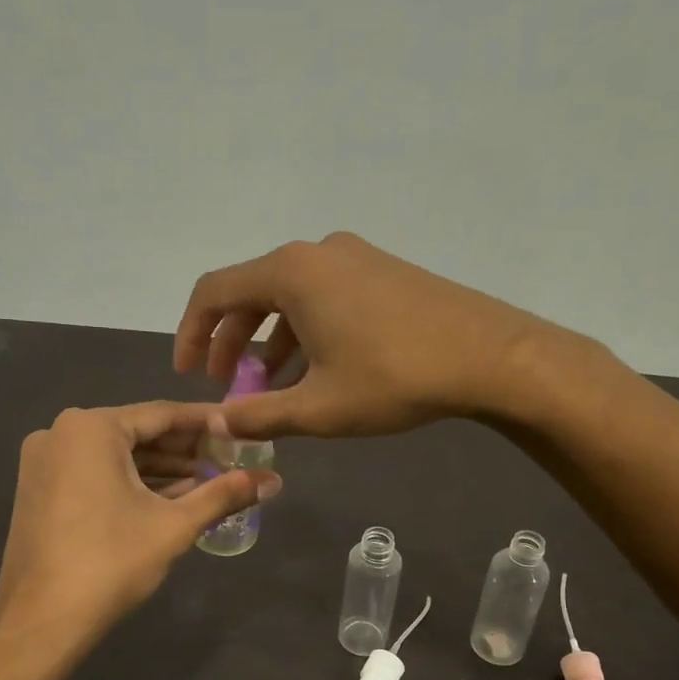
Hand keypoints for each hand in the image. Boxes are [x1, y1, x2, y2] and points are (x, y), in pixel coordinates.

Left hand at [0, 403, 280, 646]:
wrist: (40, 621)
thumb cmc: (110, 562)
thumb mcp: (174, 525)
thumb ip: (224, 494)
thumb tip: (273, 481)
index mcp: (91, 427)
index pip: (163, 414)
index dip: (208, 423)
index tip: (242, 429)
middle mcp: (62, 432)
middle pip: (139, 434)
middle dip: (187, 450)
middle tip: (231, 459)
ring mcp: (45, 462)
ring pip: (118, 456)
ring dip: (163, 470)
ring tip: (211, 482)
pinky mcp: (41, 489)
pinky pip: (97, 474)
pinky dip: (133, 484)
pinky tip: (171, 498)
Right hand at [174, 232, 541, 440]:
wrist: (490, 355)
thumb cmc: (395, 378)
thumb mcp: (319, 408)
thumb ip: (260, 415)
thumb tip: (217, 426)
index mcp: (291, 273)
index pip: (214, 293)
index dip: (190, 334)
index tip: (188, 374)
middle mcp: (316, 253)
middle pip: (251, 292)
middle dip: (230, 341)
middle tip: (224, 384)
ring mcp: (353, 257)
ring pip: (290, 296)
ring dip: (269, 339)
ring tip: (266, 385)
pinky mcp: (381, 270)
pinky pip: (323, 295)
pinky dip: (304, 329)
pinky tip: (313, 369)